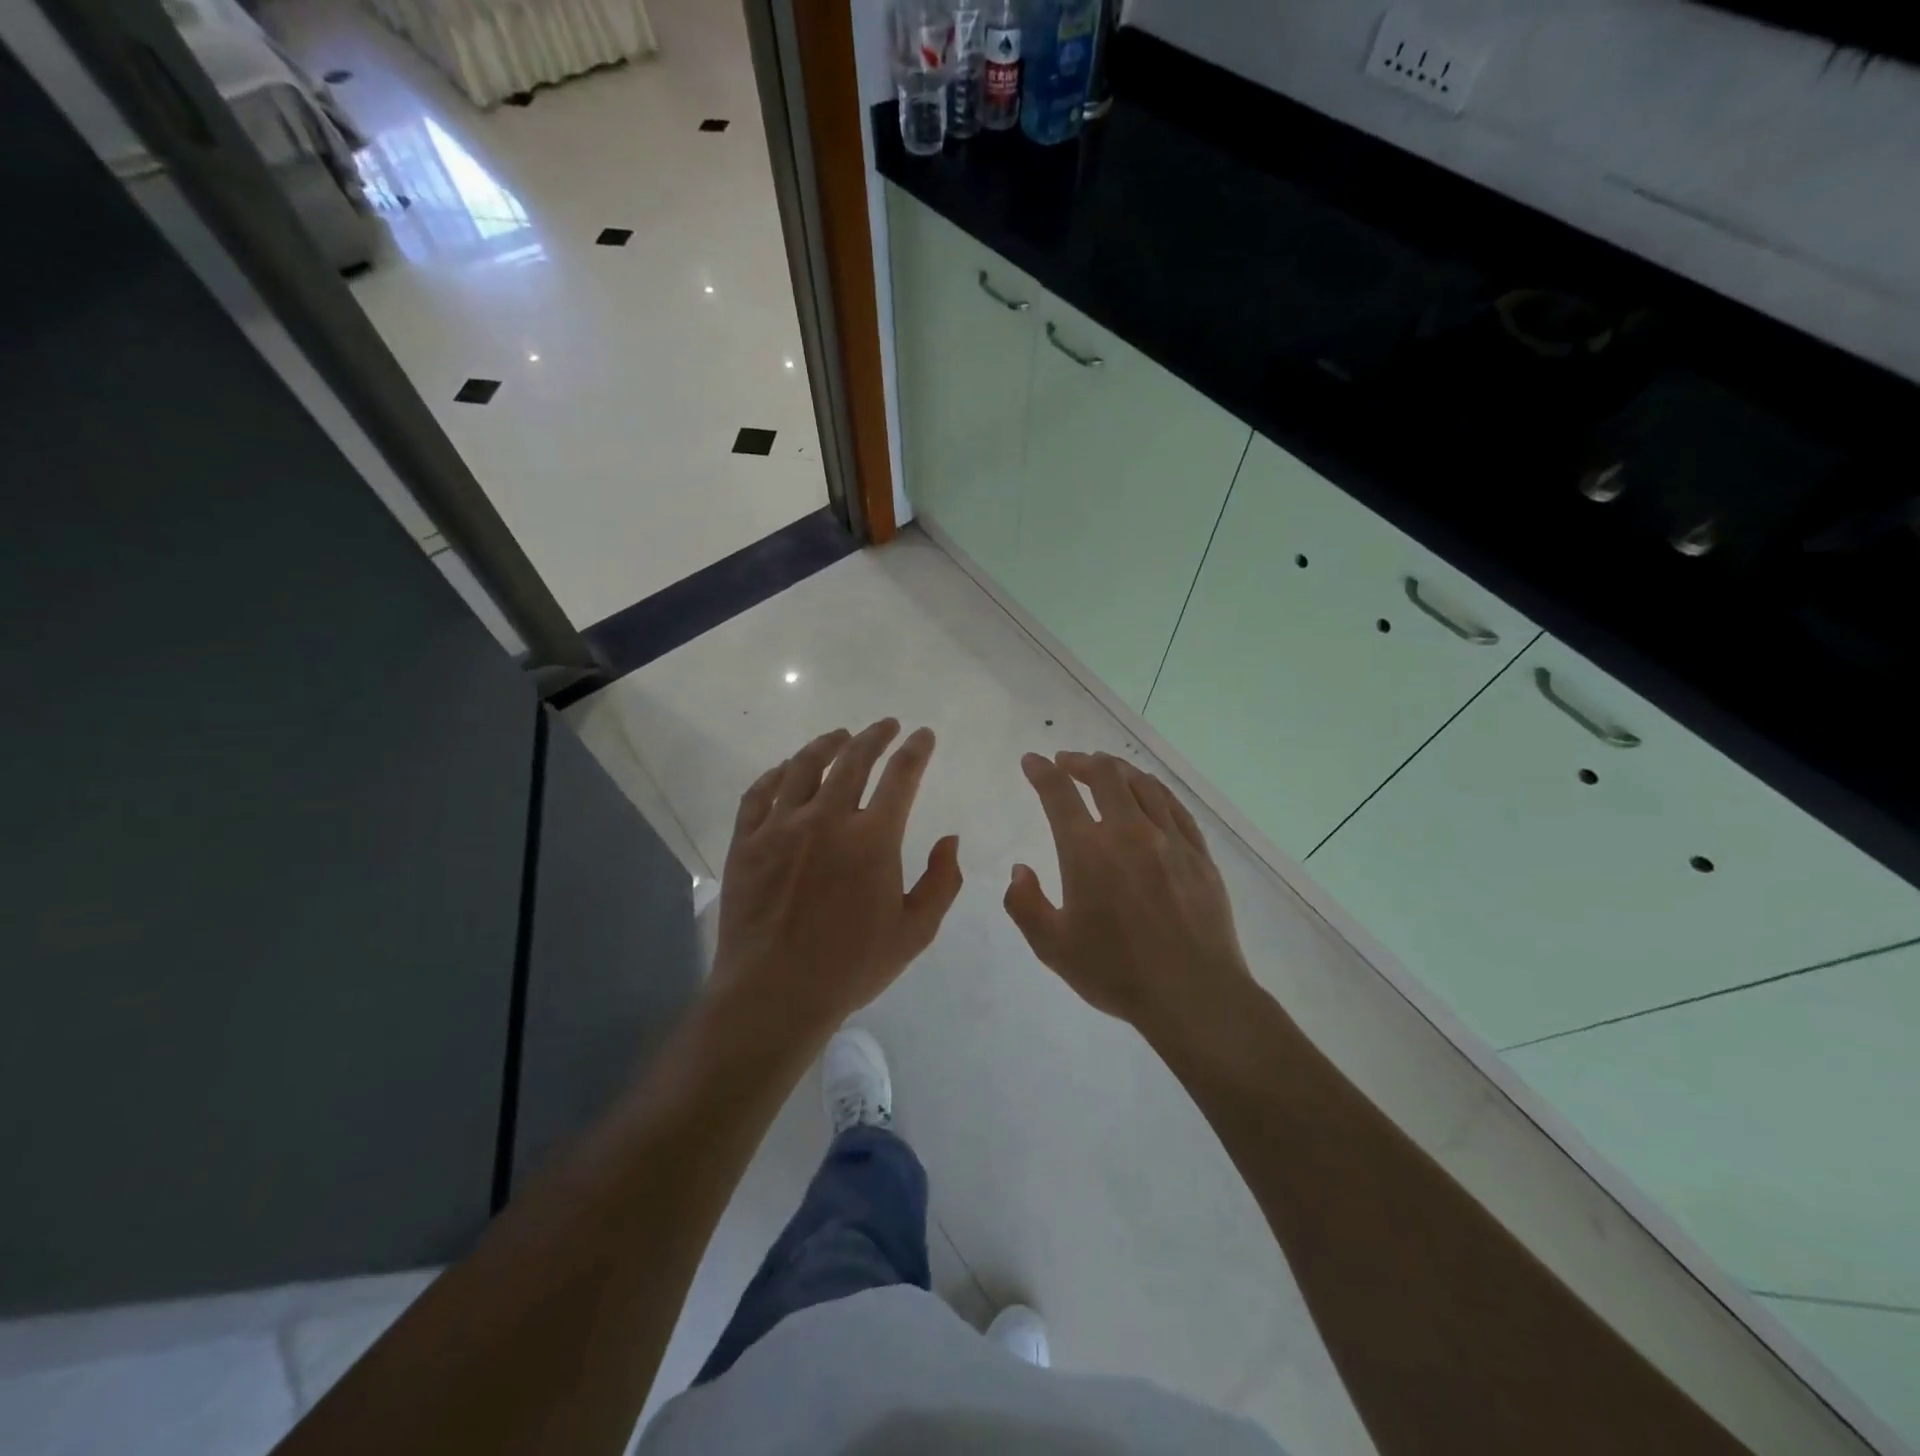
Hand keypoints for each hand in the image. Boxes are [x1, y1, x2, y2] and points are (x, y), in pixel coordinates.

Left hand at [709, 719, 962, 1043]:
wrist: (774, 995)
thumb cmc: (851, 967)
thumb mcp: (915, 932)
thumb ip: (942, 882)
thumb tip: (950, 839)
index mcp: (873, 839)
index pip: (901, 776)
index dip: (916, 750)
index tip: (923, 736)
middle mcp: (827, 819)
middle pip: (853, 759)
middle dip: (874, 736)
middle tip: (885, 725)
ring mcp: (781, 827)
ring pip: (803, 767)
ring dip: (826, 744)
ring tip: (838, 735)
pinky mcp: (746, 842)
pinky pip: (758, 794)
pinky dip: (775, 774)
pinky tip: (785, 770)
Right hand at [1005, 751, 1252, 1036]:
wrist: (1193, 994)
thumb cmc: (1116, 972)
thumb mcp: (1052, 947)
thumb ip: (1025, 905)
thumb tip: (1020, 871)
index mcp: (1087, 851)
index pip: (1058, 793)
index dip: (1041, 772)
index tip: (1032, 761)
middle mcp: (1128, 832)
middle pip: (1104, 775)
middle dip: (1080, 761)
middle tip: (1067, 762)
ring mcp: (1169, 839)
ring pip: (1142, 784)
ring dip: (1117, 769)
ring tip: (1105, 769)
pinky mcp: (1199, 853)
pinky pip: (1174, 806)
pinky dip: (1154, 789)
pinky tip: (1149, 792)